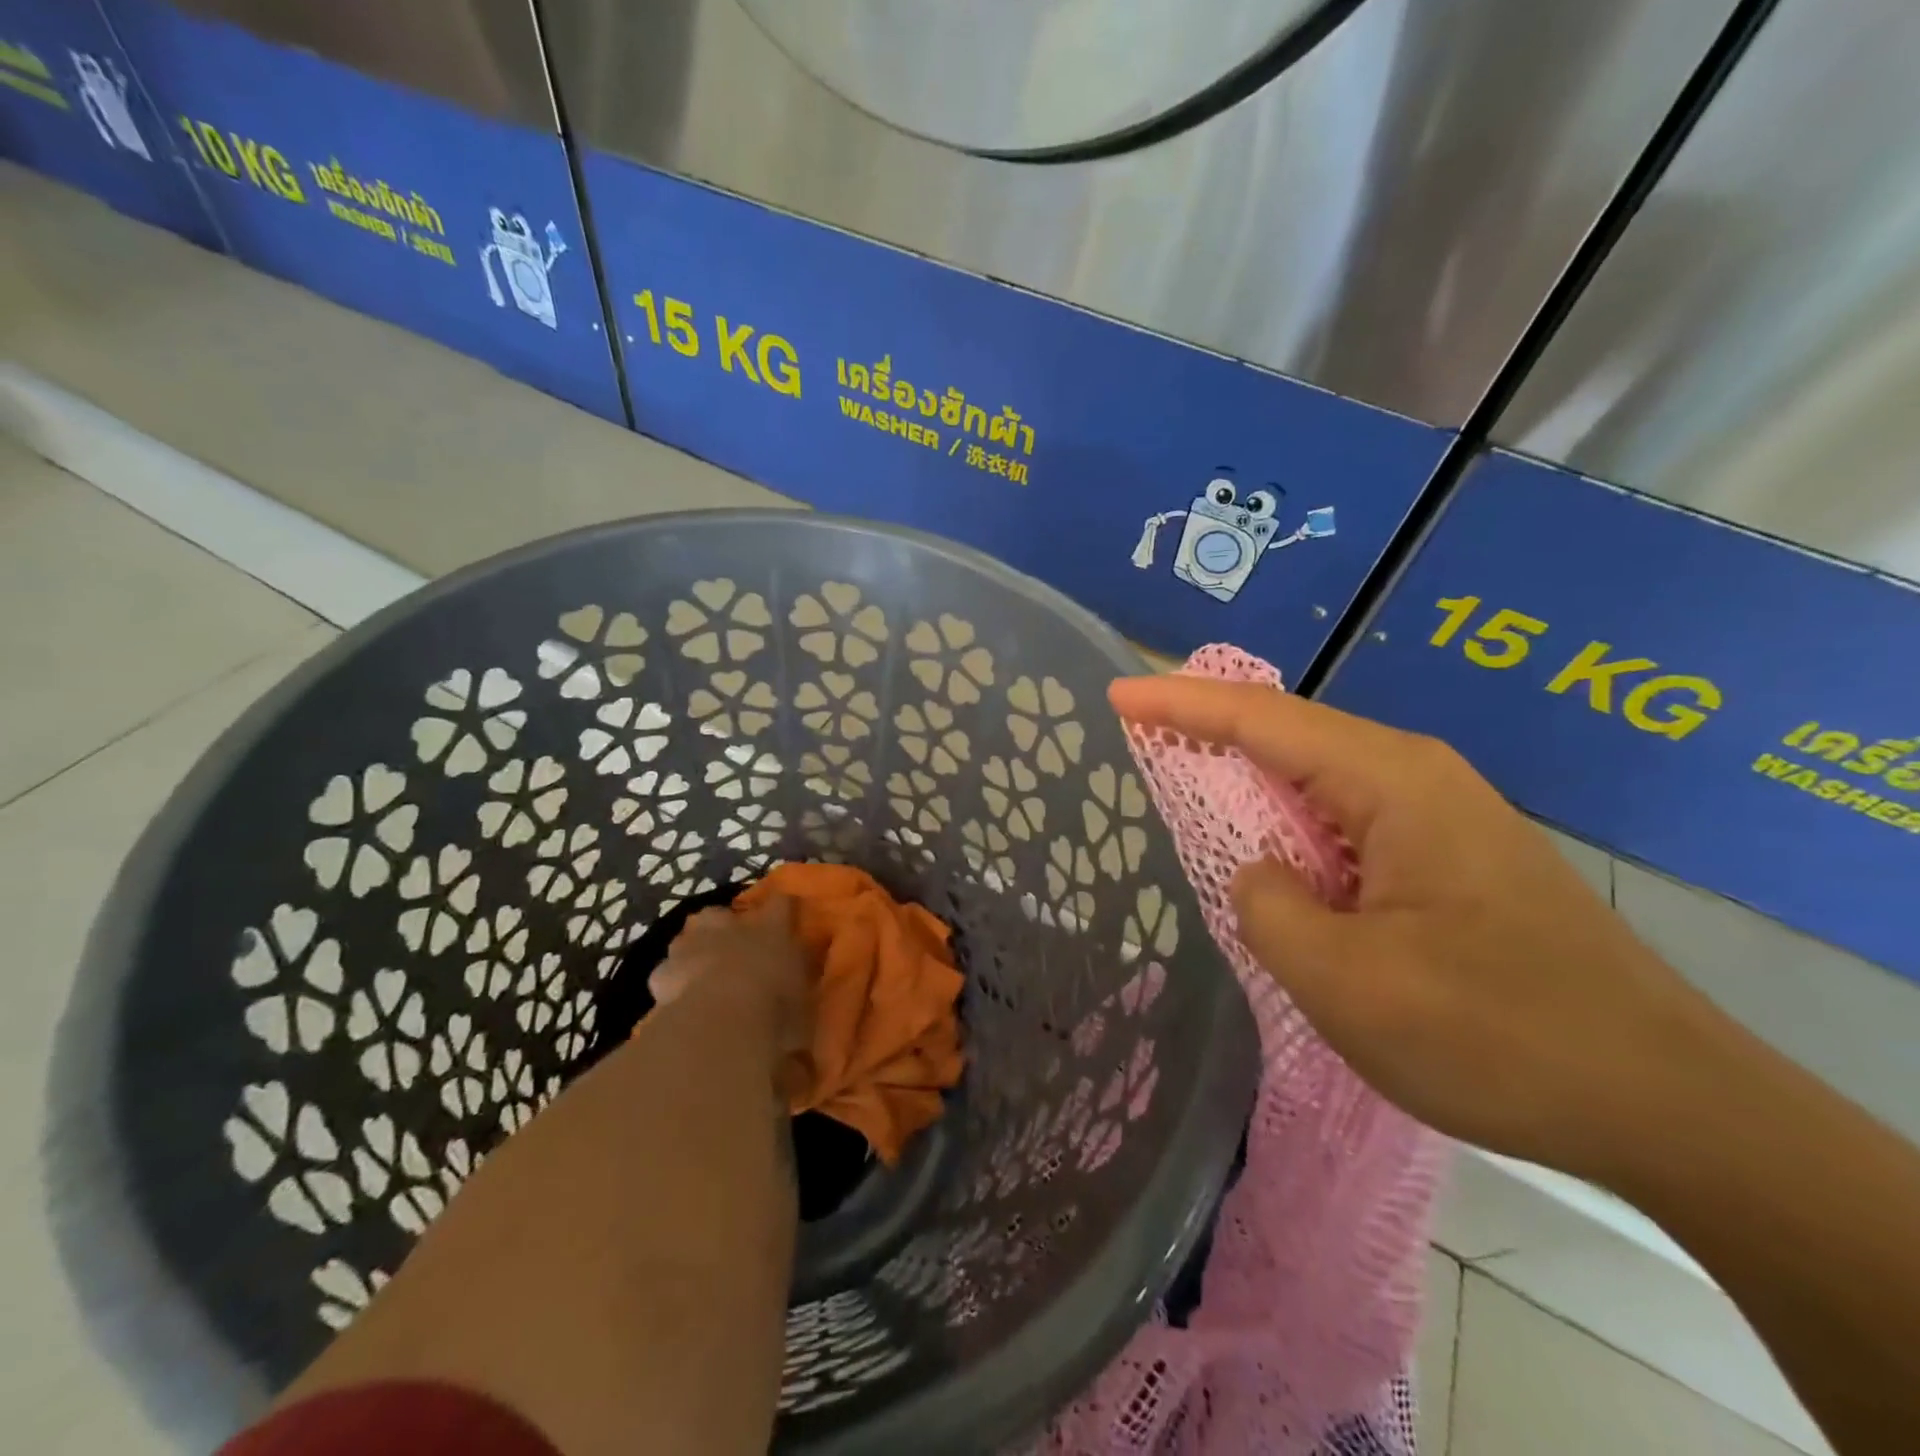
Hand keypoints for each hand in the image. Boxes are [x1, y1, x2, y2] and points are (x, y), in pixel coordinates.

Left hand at [651, 895, 814, 1098]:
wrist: (720, 1022)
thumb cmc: (776, 1011)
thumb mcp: (803, 1014)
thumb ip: (799, 1011)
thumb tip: (801, 1040)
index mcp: (772, 929)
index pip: (782, 903)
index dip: (783, 909)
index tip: (785, 915)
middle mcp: (730, 927)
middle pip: (720, 914)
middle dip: (722, 928)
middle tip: (730, 951)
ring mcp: (692, 947)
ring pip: (687, 939)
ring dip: (692, 953)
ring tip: (698, 976)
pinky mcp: (661, 973)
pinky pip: (666, 974)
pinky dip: (670, 985)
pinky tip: (675, 1002)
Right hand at [1109, 675, 1718, 1181]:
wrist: (1670, 1107)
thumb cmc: (1497, 1035)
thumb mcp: (1346, 981)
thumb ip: (1267, 906)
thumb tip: (1262, 873)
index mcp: (1391, 782)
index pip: (1260, 720)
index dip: (1179, 704)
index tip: (1116, 695)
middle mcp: (1417, 777)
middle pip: (1288, 733)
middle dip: (1208, 726)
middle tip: (1139, 725)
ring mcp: (1441, 817)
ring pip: (1318, 778)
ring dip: (1249, 776)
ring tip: (1184, 774)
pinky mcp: (1452, 859)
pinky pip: (1346, 820)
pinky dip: (1289, 821)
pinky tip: (1268, 844)